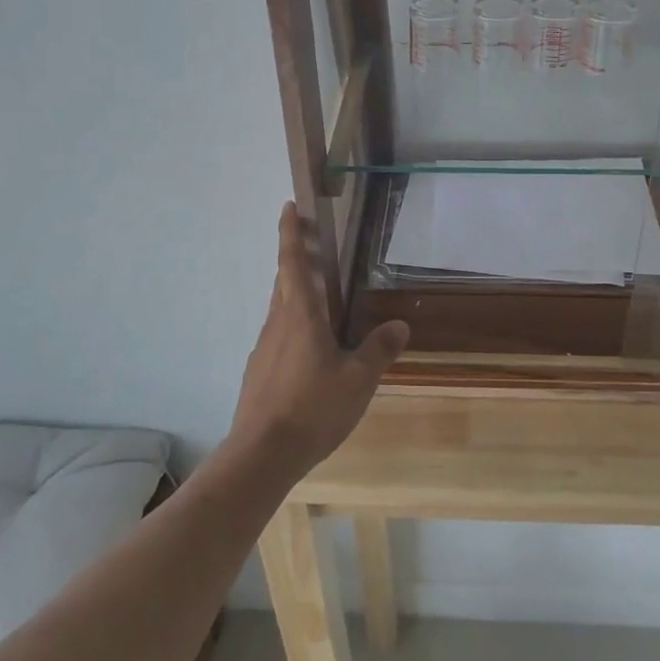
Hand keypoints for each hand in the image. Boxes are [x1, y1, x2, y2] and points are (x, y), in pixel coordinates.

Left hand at [229, 205, 408, 478]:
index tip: (288, 206)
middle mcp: (277, 323)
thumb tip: (400, 325)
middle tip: (315, 246)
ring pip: (280, 309)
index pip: (293, 262)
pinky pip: (279, 336)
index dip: (291, 232)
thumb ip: (379, 350)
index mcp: (300, 315)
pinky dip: (293, 327)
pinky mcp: (259, 371)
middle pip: (284, 281)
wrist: (262, 454)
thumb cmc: (313, 408)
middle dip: (296, 258)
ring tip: (322, 301)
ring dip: (296, 294)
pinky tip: (311, 352)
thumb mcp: (358, 380)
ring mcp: (264, 348)